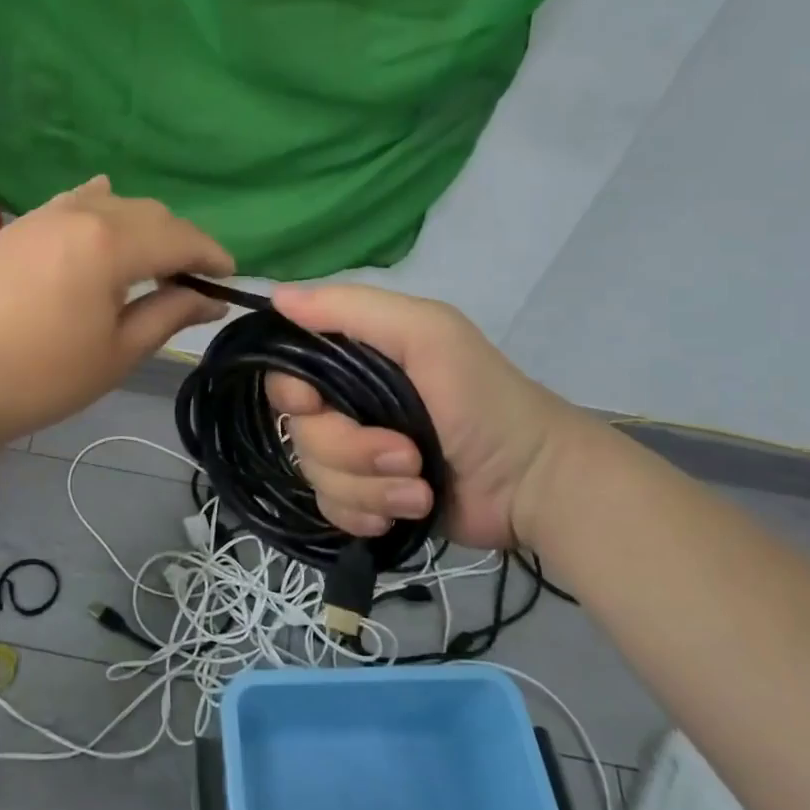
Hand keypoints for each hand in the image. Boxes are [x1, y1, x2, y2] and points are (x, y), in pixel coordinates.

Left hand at [0, 178, 232, 442]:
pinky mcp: (19, 226)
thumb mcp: (118, 351)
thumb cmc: (42, 375)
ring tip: (149, 260)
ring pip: (112, 203)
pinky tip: (103, 225)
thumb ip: (169, 314)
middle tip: (193, 278)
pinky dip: (101, 211)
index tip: (230, 277)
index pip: (180, 237)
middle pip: (149, 214)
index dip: (212, 255)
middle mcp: (82, 213)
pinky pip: (73, 203)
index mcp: (112, 243)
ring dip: (142, 226)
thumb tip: (211, 299)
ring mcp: (45, 214)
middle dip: (180, 240)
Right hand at [265, 285, 581, 550]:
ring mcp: (355, 456)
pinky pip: (332, 509)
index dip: (292, 394)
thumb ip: (351, 308)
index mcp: (352, 359)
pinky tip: (404, 512)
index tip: (316, 406)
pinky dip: (367, 514)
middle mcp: (345, 403)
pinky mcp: (367, 499)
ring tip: (419, 488)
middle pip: (300, 433)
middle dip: (351, 451)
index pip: (286, 373)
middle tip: (407, 454)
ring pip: (316, 476)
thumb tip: (276, 296)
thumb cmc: (482, 399)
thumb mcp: (426, 332)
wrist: (533, 483)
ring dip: (370, 487)